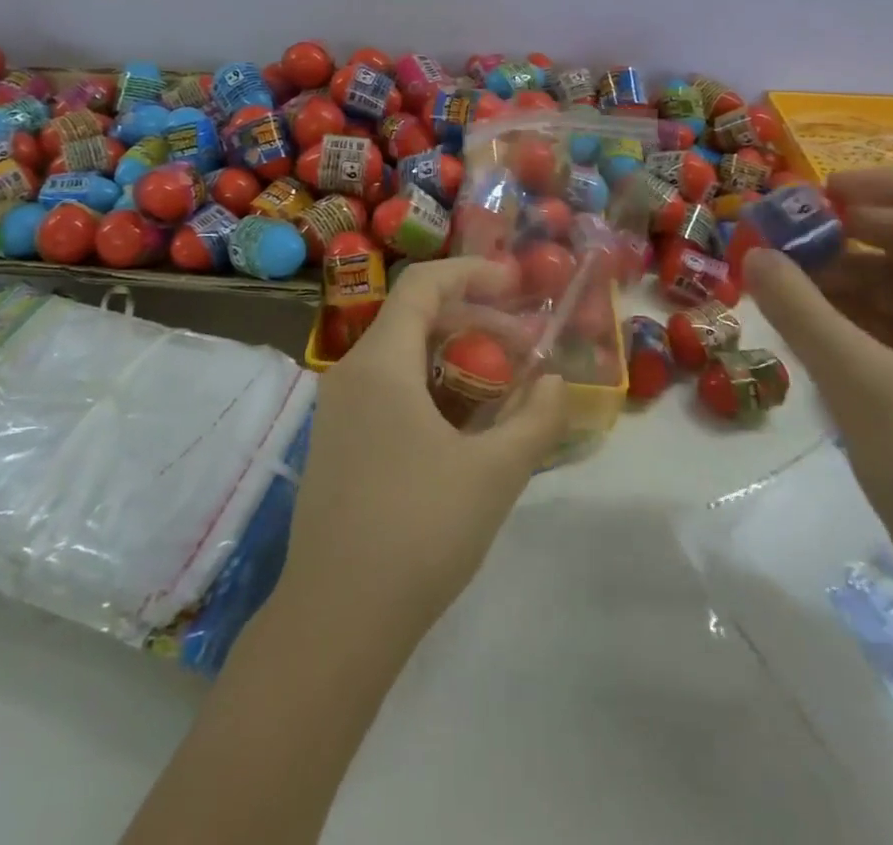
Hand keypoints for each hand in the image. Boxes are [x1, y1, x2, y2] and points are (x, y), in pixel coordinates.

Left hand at [277, 259, 569, 641]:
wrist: (337, 618)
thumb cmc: (418, 531)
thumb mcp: (493, 473)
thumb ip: (535, 420)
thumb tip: (555, 383)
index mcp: (380, 363)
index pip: (422, 285)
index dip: (471, 273)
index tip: (517, 283)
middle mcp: (350, 373)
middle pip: (413, 317)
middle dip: (473, 320)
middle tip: (525, 346)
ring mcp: (338, 410)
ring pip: (401, 356)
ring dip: (453, 356)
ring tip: (502, 385)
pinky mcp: (337, 444)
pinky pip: (387, 390)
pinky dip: (430, 386)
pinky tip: (464, 425)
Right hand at [744, 168, 892, 580]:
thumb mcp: (859, 380)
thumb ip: (801, 311)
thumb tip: (753, 254)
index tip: (827, 191)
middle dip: (851, 233)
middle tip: (787, 232)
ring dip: (839, 273)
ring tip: (780, 276)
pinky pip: (884, 321)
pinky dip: (843, 310)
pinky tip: (799, 315)